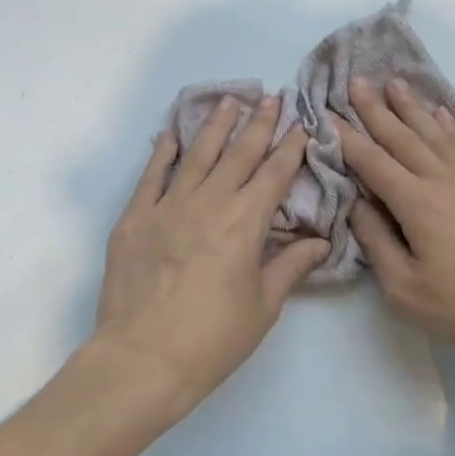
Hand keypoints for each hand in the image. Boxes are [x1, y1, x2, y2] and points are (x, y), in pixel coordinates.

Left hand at [91, 96, 328, 419]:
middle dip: (258, 124)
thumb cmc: (213, 338)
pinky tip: (171, 133)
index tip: (301, 123)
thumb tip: (320, 242)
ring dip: (216, 126)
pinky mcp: (134, 218)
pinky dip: (163, 151)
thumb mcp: (263, 306)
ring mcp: (167, 206)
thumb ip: (291, 266)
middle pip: (238, 154)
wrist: (143, 359)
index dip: (290, 147)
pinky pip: (151, 175)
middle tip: (270, 96)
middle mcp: (209, 203)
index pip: (274, 174)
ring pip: (197, 155)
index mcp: (245, 222)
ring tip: (229, 100)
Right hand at [339, 77, 454, 373]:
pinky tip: (441, 113)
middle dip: (376, 109)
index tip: (328, 114)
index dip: (349, 138)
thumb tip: (357, 202)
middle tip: (356, 81)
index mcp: (417, 204)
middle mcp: (443, 181)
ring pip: (434, 134)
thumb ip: (375, 240)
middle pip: (403, 138)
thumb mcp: (402, 287)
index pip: (374, 162)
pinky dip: (449, 126)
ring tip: (394, 82)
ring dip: (412, 108)